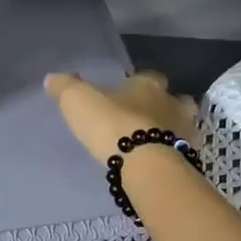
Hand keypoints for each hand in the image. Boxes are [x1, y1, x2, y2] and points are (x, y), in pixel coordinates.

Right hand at [44, 70, 198, 166]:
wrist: (144, 164)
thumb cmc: (112, 125)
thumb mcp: (79, 101)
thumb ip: (66, 88)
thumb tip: (51, 78)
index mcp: (148, 85)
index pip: (149, 76)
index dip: (140, 83)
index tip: (129, 92)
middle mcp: (172, 103)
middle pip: (175, 99)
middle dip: (165, 106)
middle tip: (148, 117)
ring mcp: (185, 131)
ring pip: (183, 125)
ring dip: (173, 130)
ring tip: (155, 143)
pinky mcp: (189, 157)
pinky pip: (182, 151)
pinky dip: (174, 154)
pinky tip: (160, 163)